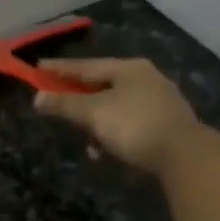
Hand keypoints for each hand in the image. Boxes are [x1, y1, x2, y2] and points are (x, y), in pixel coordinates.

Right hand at [35, 58, 202, 174]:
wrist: (182, 153)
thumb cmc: (133, 126)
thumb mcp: (94, 114)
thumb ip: (65, 105)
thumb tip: (37, 97)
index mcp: (127, 69)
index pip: (85, 66)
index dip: (59, 69)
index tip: (38, 68)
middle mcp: (144, 78)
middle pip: (101, 86)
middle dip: (78, 101)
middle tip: (59, 107)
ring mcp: (157, 100)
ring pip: (115, 108)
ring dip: (97, 125)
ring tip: (88, 145)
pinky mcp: (164, 123)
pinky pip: (128, 124)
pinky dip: (113, 136)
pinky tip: (107, 152)